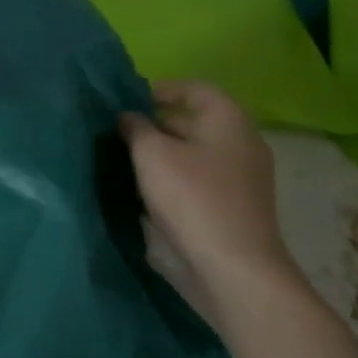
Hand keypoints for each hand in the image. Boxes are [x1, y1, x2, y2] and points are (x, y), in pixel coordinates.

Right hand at [119, 81, 295, 293]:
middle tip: (117, 132)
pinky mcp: (232, 207)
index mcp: (228, 120)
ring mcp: (240, 178)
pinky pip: (197, 181)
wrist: (233, 268)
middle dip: (155, 124)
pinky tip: (144, 192)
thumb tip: (127, 117)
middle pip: (194, 121)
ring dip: (161, 155)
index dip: (160, 89)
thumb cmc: (193, 199)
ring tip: (124, 161)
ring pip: (193, 154)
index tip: (127, 101)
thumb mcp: (152, 155)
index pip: (194, 88)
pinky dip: (172, 179)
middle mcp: (241, 143)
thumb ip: (135, 128)